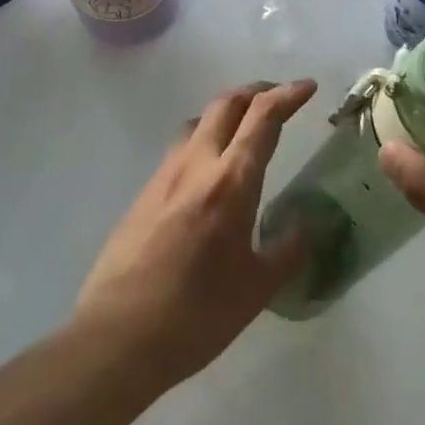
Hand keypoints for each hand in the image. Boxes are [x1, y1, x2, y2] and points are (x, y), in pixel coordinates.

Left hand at [75, 79, 315, 387]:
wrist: (117, 338)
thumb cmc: (196, 316)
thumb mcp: (257, 290)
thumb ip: (287, 252)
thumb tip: (306, 228)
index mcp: (230, 182)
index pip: (263, 118)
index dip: (288, 95)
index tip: (308, 87)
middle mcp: (196, 164)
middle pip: (226, 104)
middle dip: (256, 91)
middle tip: (278, 98)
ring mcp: (164, 175)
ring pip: (198, 121)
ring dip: (225, 113)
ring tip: (243, 131)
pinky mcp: (143, 193)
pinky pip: (179, 149)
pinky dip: (203, 140)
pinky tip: (208, 173)